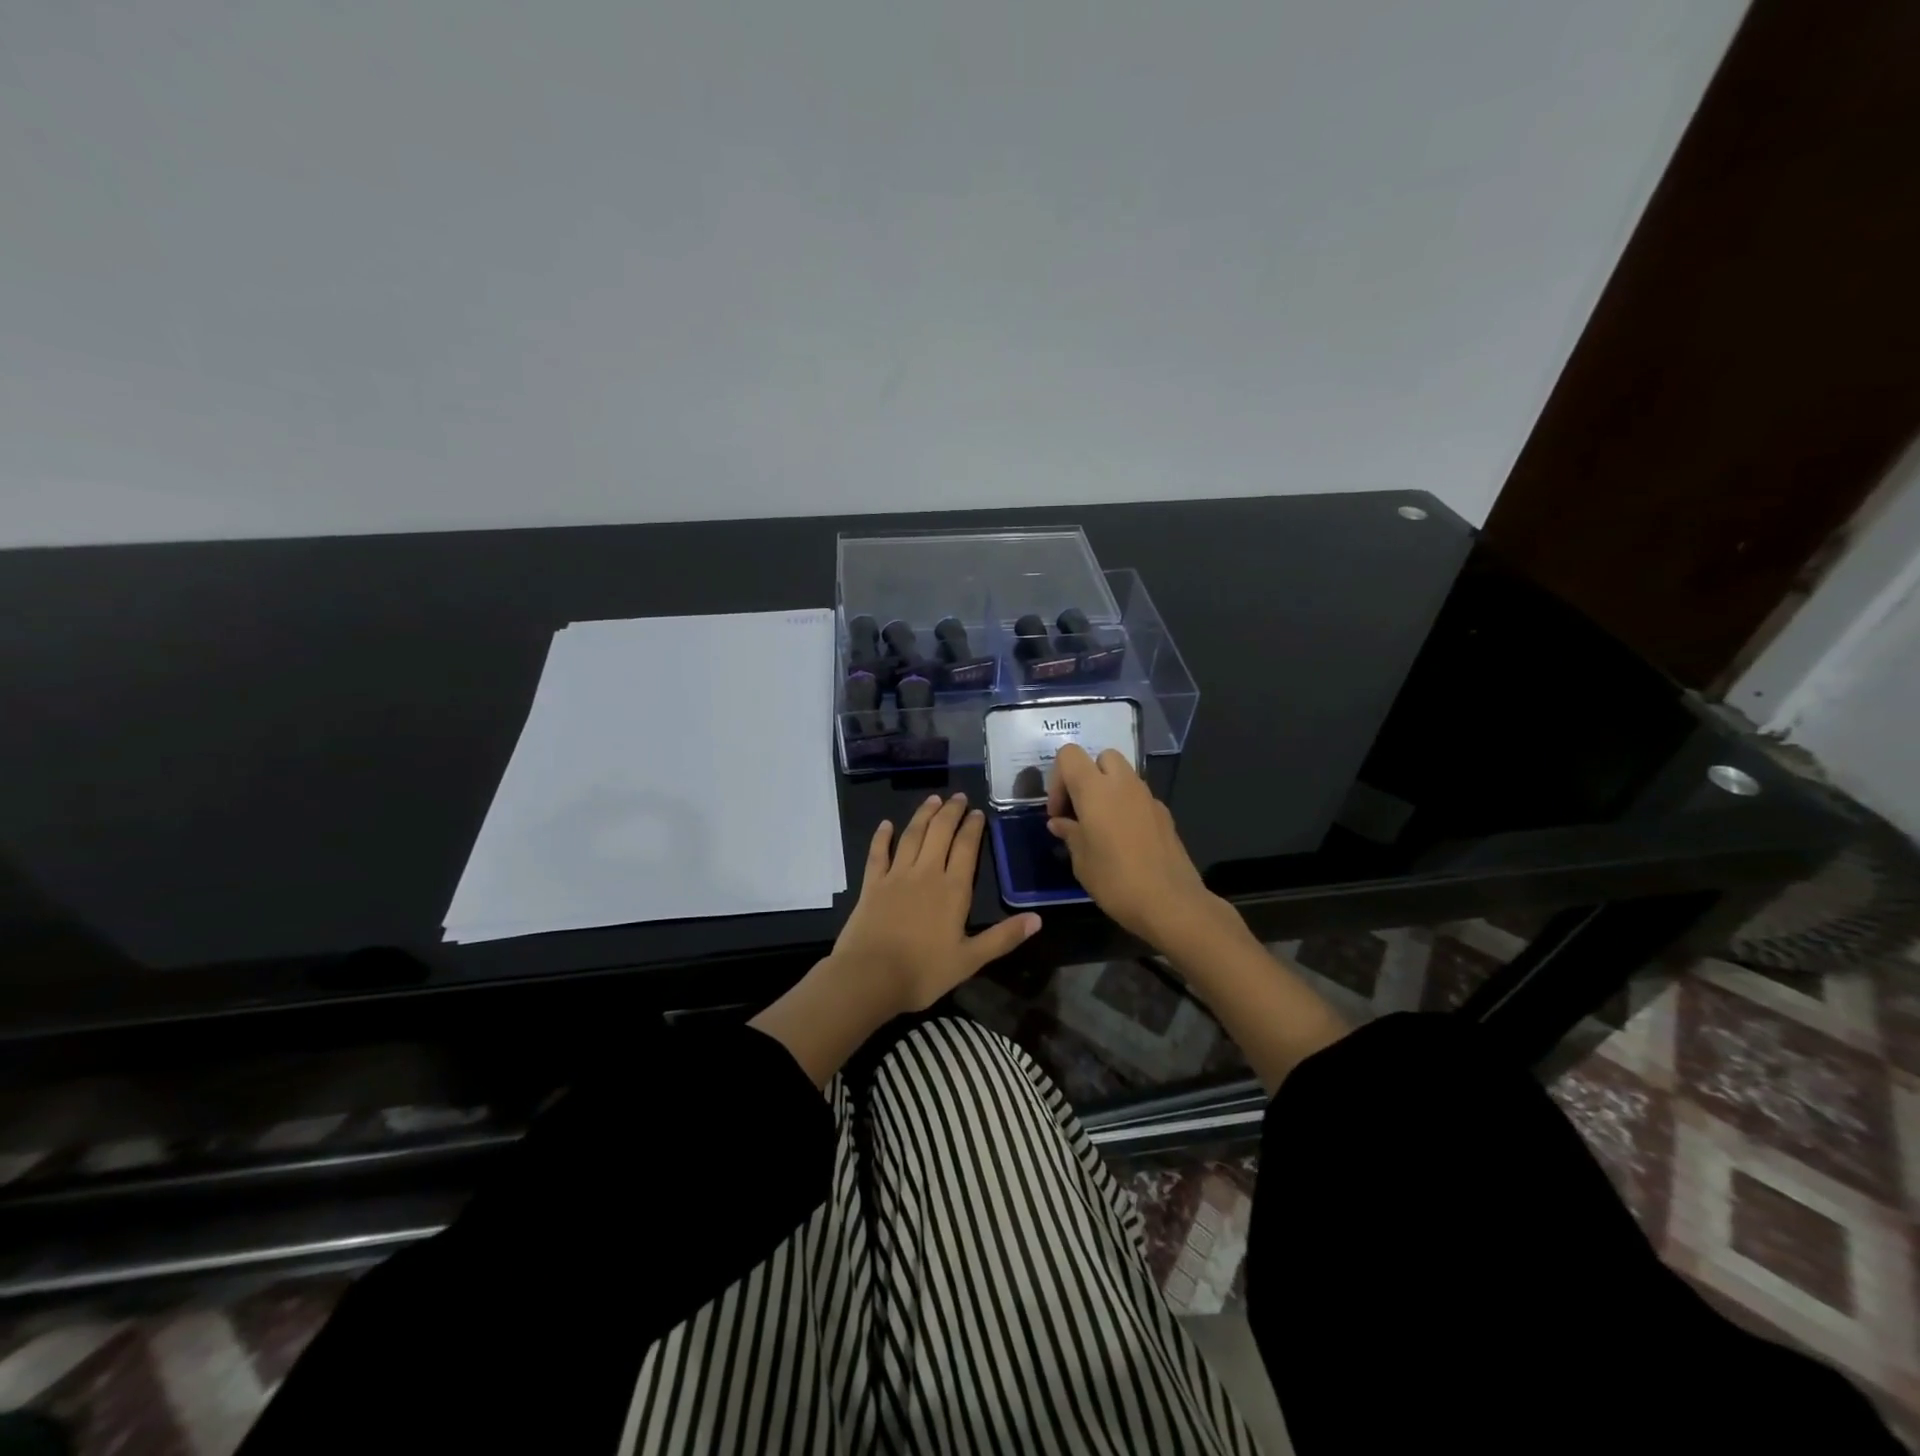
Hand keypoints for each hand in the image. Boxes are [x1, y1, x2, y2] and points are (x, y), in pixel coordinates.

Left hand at [831, 792, 1040, 1017]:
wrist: (870, 976)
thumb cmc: (923, 971)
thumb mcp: (970, 960)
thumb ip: (1003, 937)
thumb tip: (1037, 919)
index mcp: (953, 890)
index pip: (966, 848)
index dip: (973, 828)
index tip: (978, 812)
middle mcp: (926, 873)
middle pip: (940, 833)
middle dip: (951, 812)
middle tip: (958, 797)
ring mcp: (896, 876)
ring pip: (912, 836)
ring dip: (923, 815)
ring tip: (932, 799)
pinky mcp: (872, 884)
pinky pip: (878, 853)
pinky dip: (882, 837)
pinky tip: (886, 824)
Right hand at [1046, 743, 1223, 949]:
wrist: (1170, 902)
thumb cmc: (1115, 880)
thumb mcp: (1081, 860)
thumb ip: (1069, 834)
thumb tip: (1060, 823)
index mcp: (1095, 789)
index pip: (1069, 754)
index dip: (1058, 778)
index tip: (1058, 811)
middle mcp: (1123, 784)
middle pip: (1101, 757)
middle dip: (1087, 776)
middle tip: (1080, 810)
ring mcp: (1148, 797)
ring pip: (1123, 775)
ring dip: (1107, 791)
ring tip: (1100, 827)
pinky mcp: (1164, 814)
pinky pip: (1139, 798)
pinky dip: (1126, 807)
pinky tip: (1124, 840)